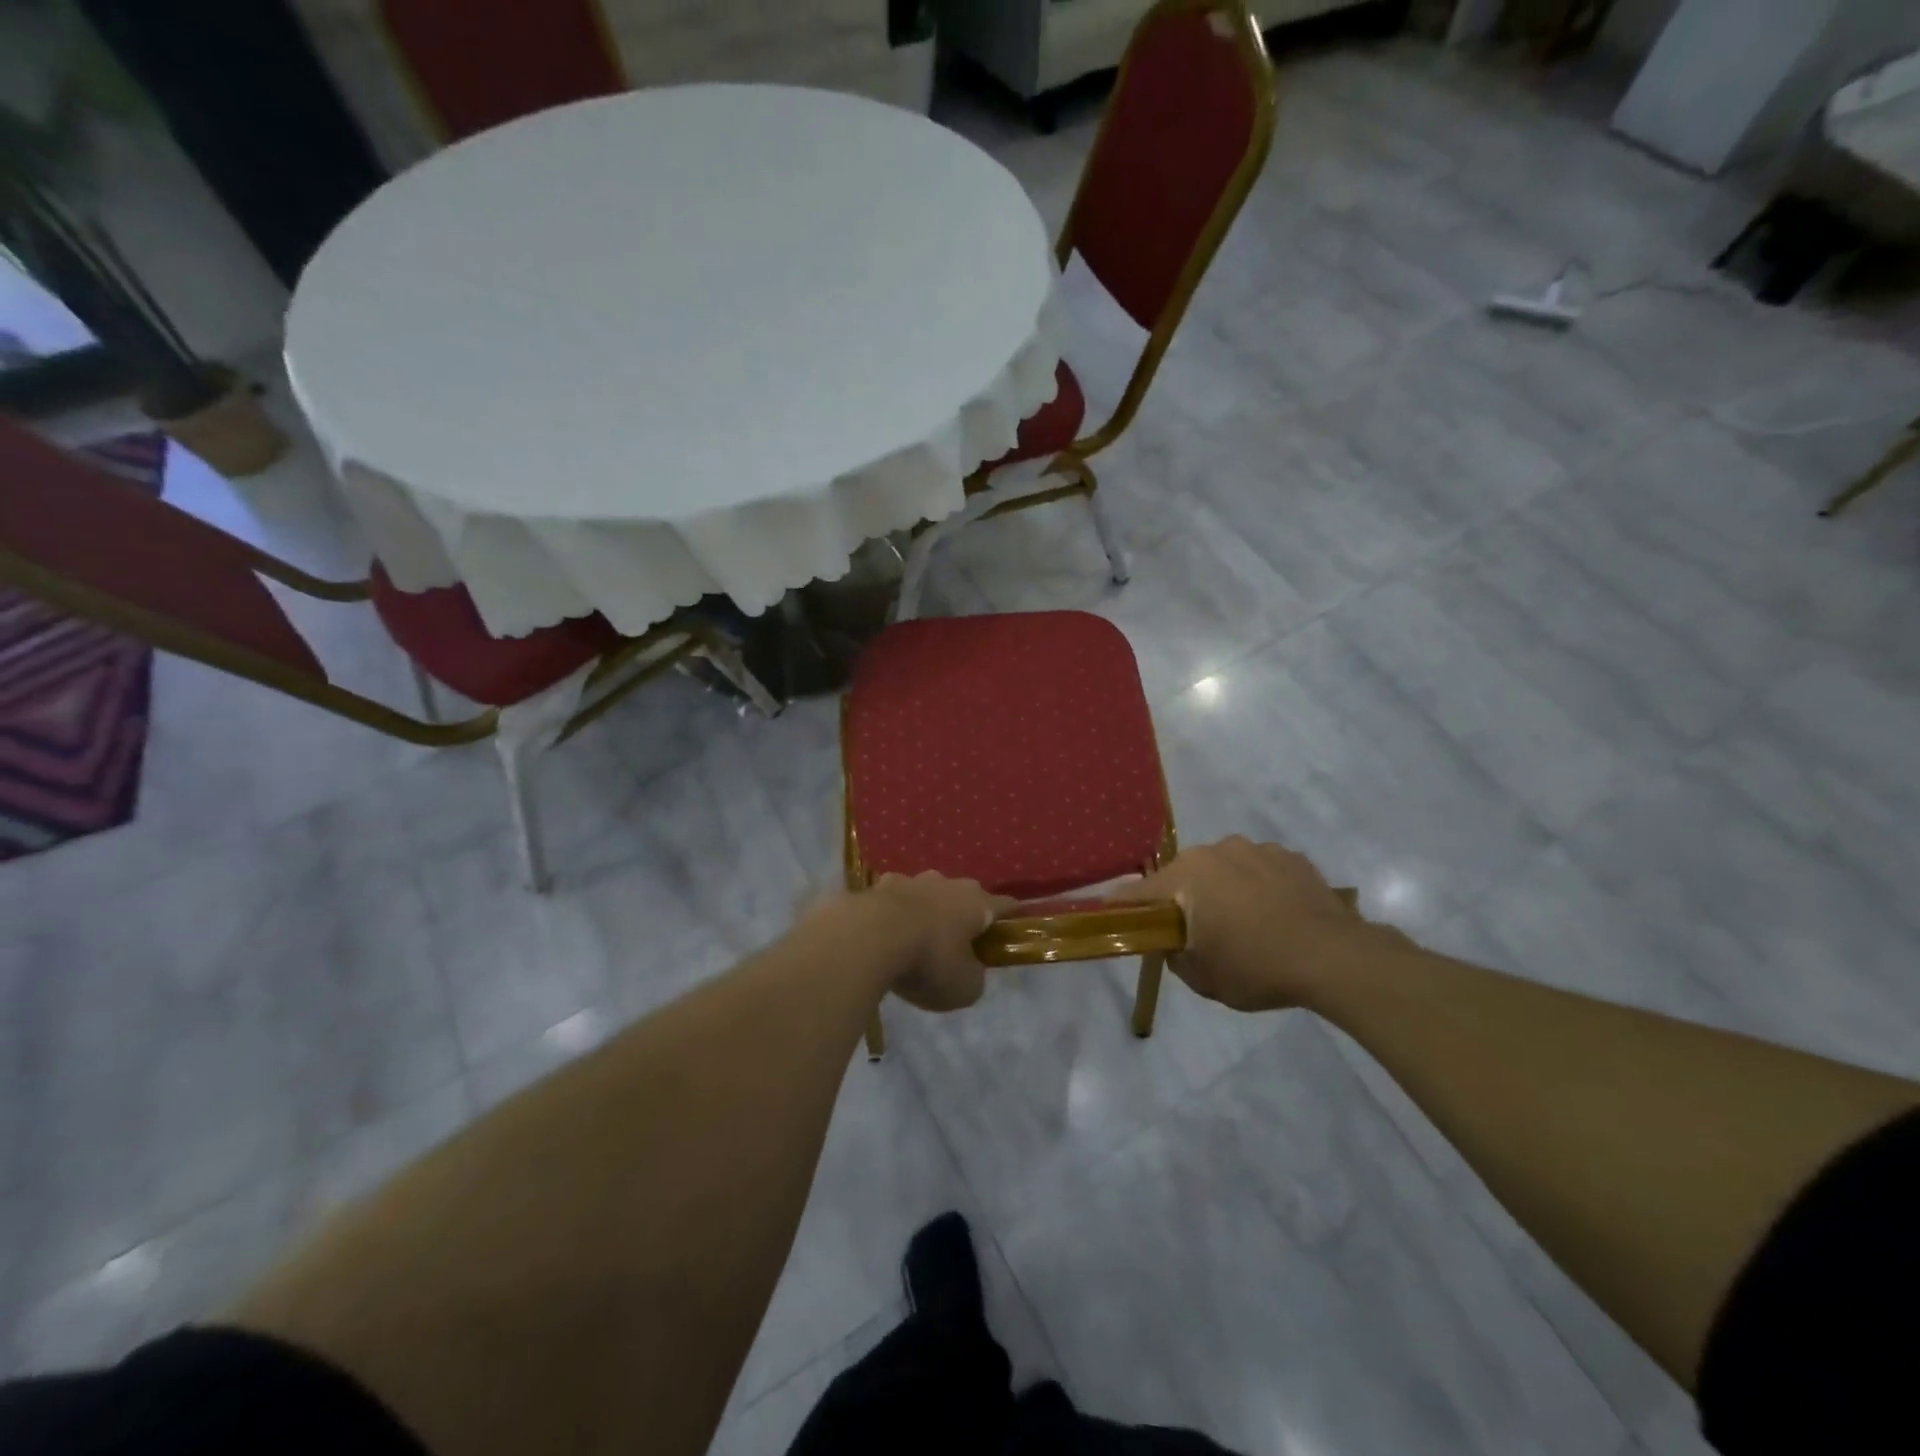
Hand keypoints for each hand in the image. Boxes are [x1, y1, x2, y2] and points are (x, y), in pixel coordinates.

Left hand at [859, 873, 1016, 1011]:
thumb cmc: (928, 962)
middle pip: (963, 894)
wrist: (868, 937)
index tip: (1015, 921)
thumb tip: (969, 969)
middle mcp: (946, 883)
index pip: (1004, 904)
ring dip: (927, 909)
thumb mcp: (965, 987)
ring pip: (927, 892)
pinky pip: (893, 899)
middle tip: (960, 938)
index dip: (1011, 915)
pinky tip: (885, 930)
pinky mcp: (877, 887)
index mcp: (976, 903)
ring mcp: (910, 881)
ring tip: (918, 934)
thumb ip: (974, 976)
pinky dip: (894, 912)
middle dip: (964, 912)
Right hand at [1128, 837, 1370, 1012]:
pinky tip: (1275, 915)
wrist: (1334, 957)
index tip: (1120, 922)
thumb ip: (1174, 955)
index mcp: (1185, 875)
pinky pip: (1258, 870)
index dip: (1125, 909)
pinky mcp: (1289, 856)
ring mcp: (1255, 848)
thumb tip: (1174, 942)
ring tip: (1245, 924)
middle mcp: (1215, 850)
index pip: (1138, 892)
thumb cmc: (1256, 967)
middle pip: (1183, 877)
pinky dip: (1257, 887)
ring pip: (1223, 869)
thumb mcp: (1201, 977)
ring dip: (1223, 890)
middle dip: (1184, 901)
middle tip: (1197, 934)